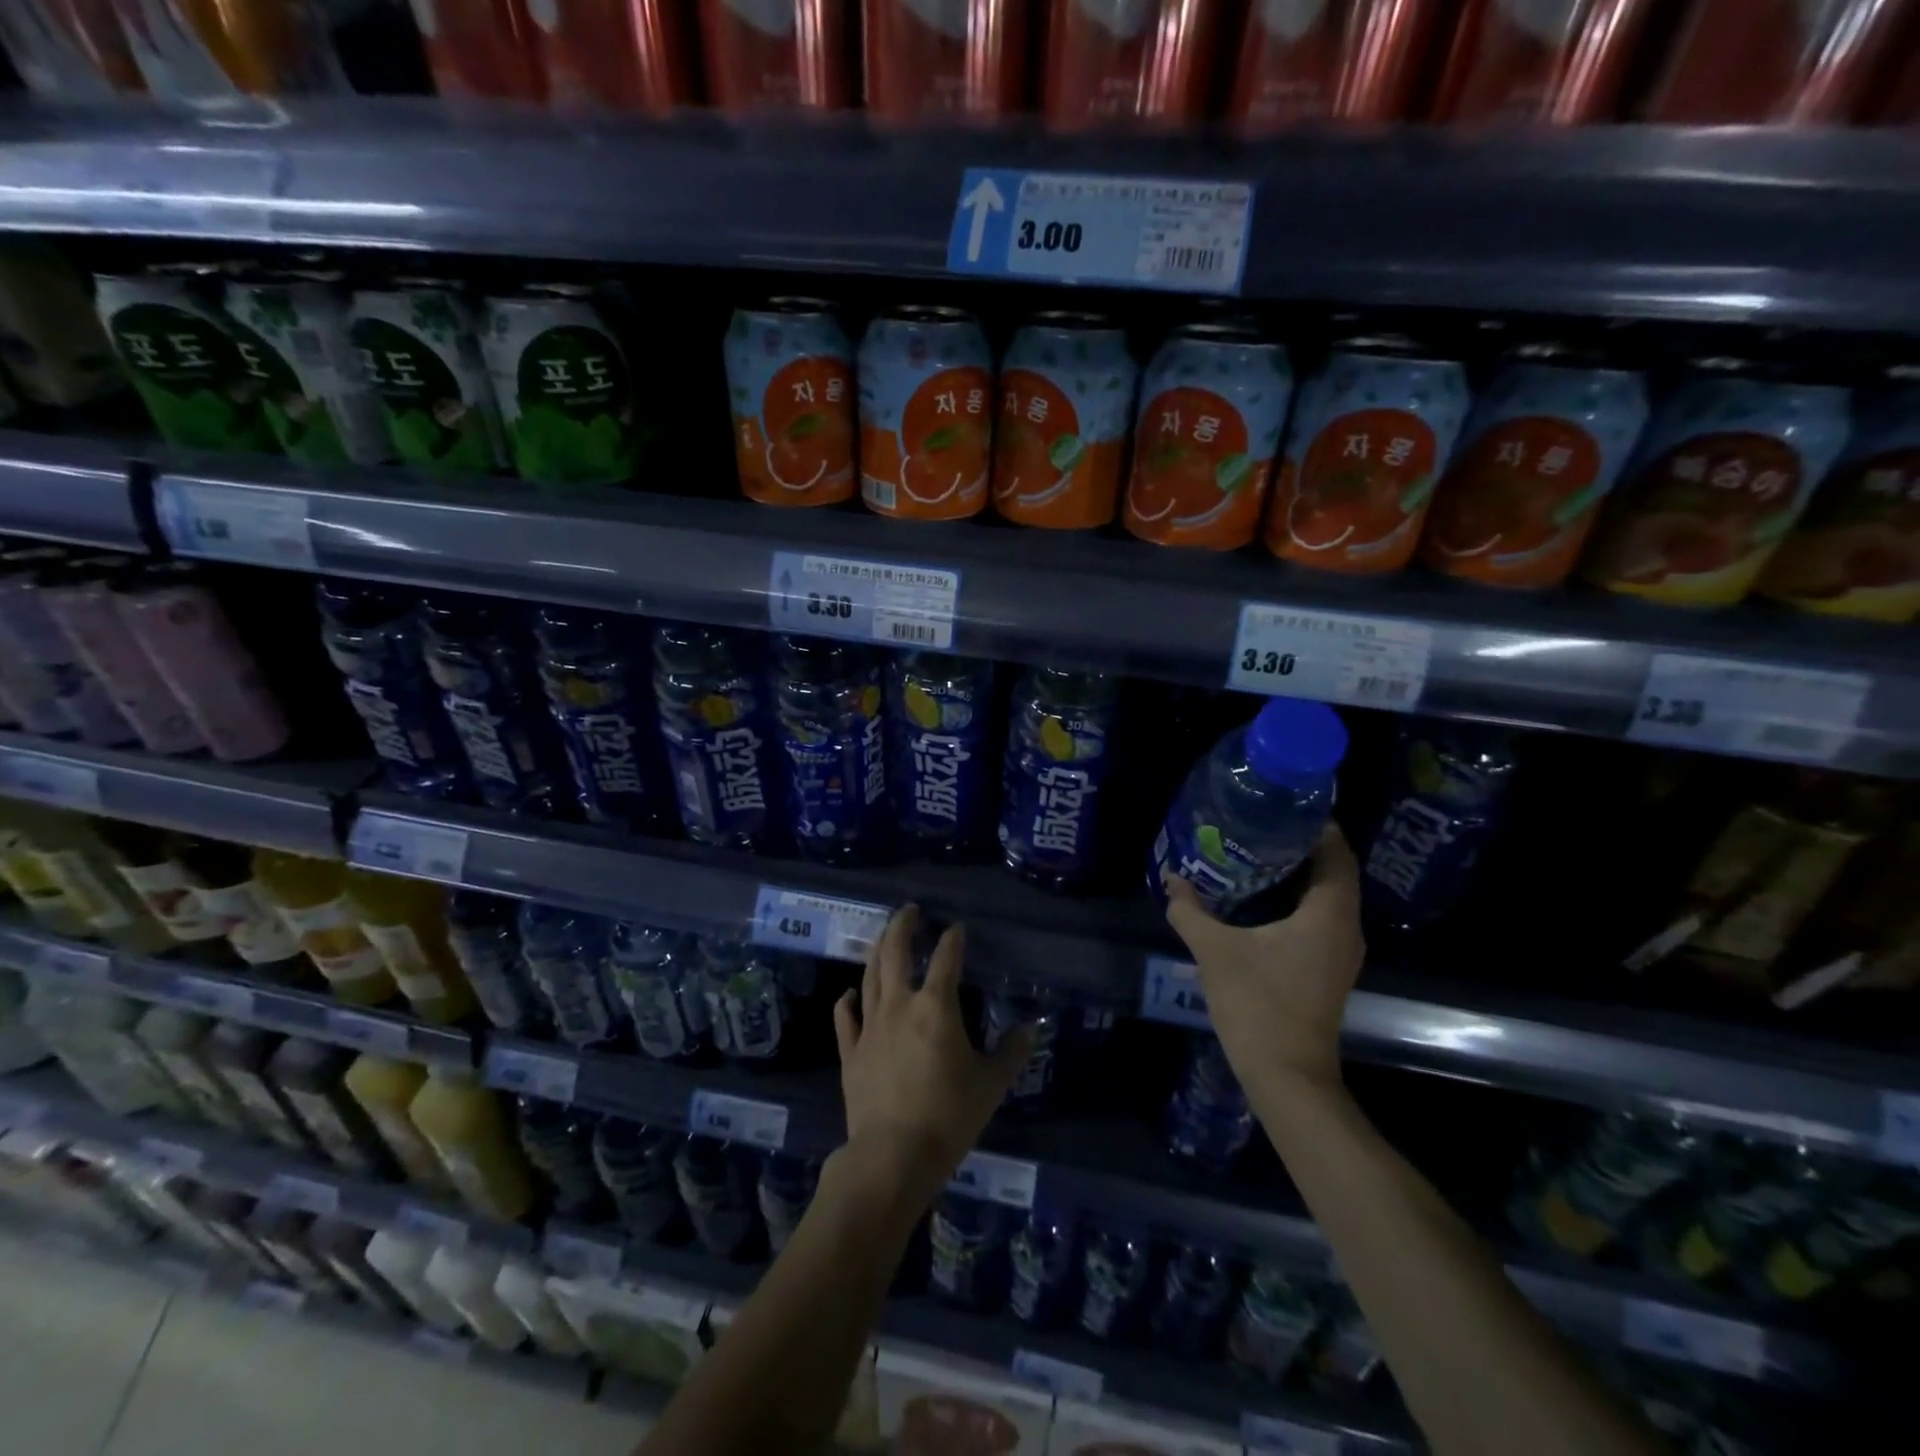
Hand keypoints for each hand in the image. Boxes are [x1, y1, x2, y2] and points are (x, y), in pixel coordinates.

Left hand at [833, 906, 1034, 1206]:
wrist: (892, 1156)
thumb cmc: (948, 1117)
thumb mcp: (991, 1085)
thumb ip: (1012, 1052)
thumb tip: (1031, 1027)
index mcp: (936, 1007)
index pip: (946, 960)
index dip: (953, 940)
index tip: (957, 927)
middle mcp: (899, 1006)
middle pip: (896, 953)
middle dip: (902, 926)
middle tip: (909, 910)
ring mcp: (870, 1027)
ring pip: (870, 977)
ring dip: (878, 951)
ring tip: (885, 937)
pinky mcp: (851, 1052)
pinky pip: (846, 1017)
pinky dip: (847, 1000)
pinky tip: (850, 992)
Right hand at [1162, 822, 1364, 1095]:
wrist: (1285, 1074)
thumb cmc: (1256, 1004)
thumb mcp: (1214, 950)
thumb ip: (1190, 910)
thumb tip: (1172, 879)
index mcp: (1329, 914)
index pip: (1337, 853)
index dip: (1316, 825)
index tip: (1281, 807)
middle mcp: (1345, 928)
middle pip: (1333, 872)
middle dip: (1300, 846)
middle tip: (1258, 827)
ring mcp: (1340, 952)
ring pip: (1327, 897)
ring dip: (1298, 875)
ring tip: (1254, 856)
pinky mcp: (1328, 969)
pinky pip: (1320, 919)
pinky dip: (1297, 901)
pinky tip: (1259, 902)